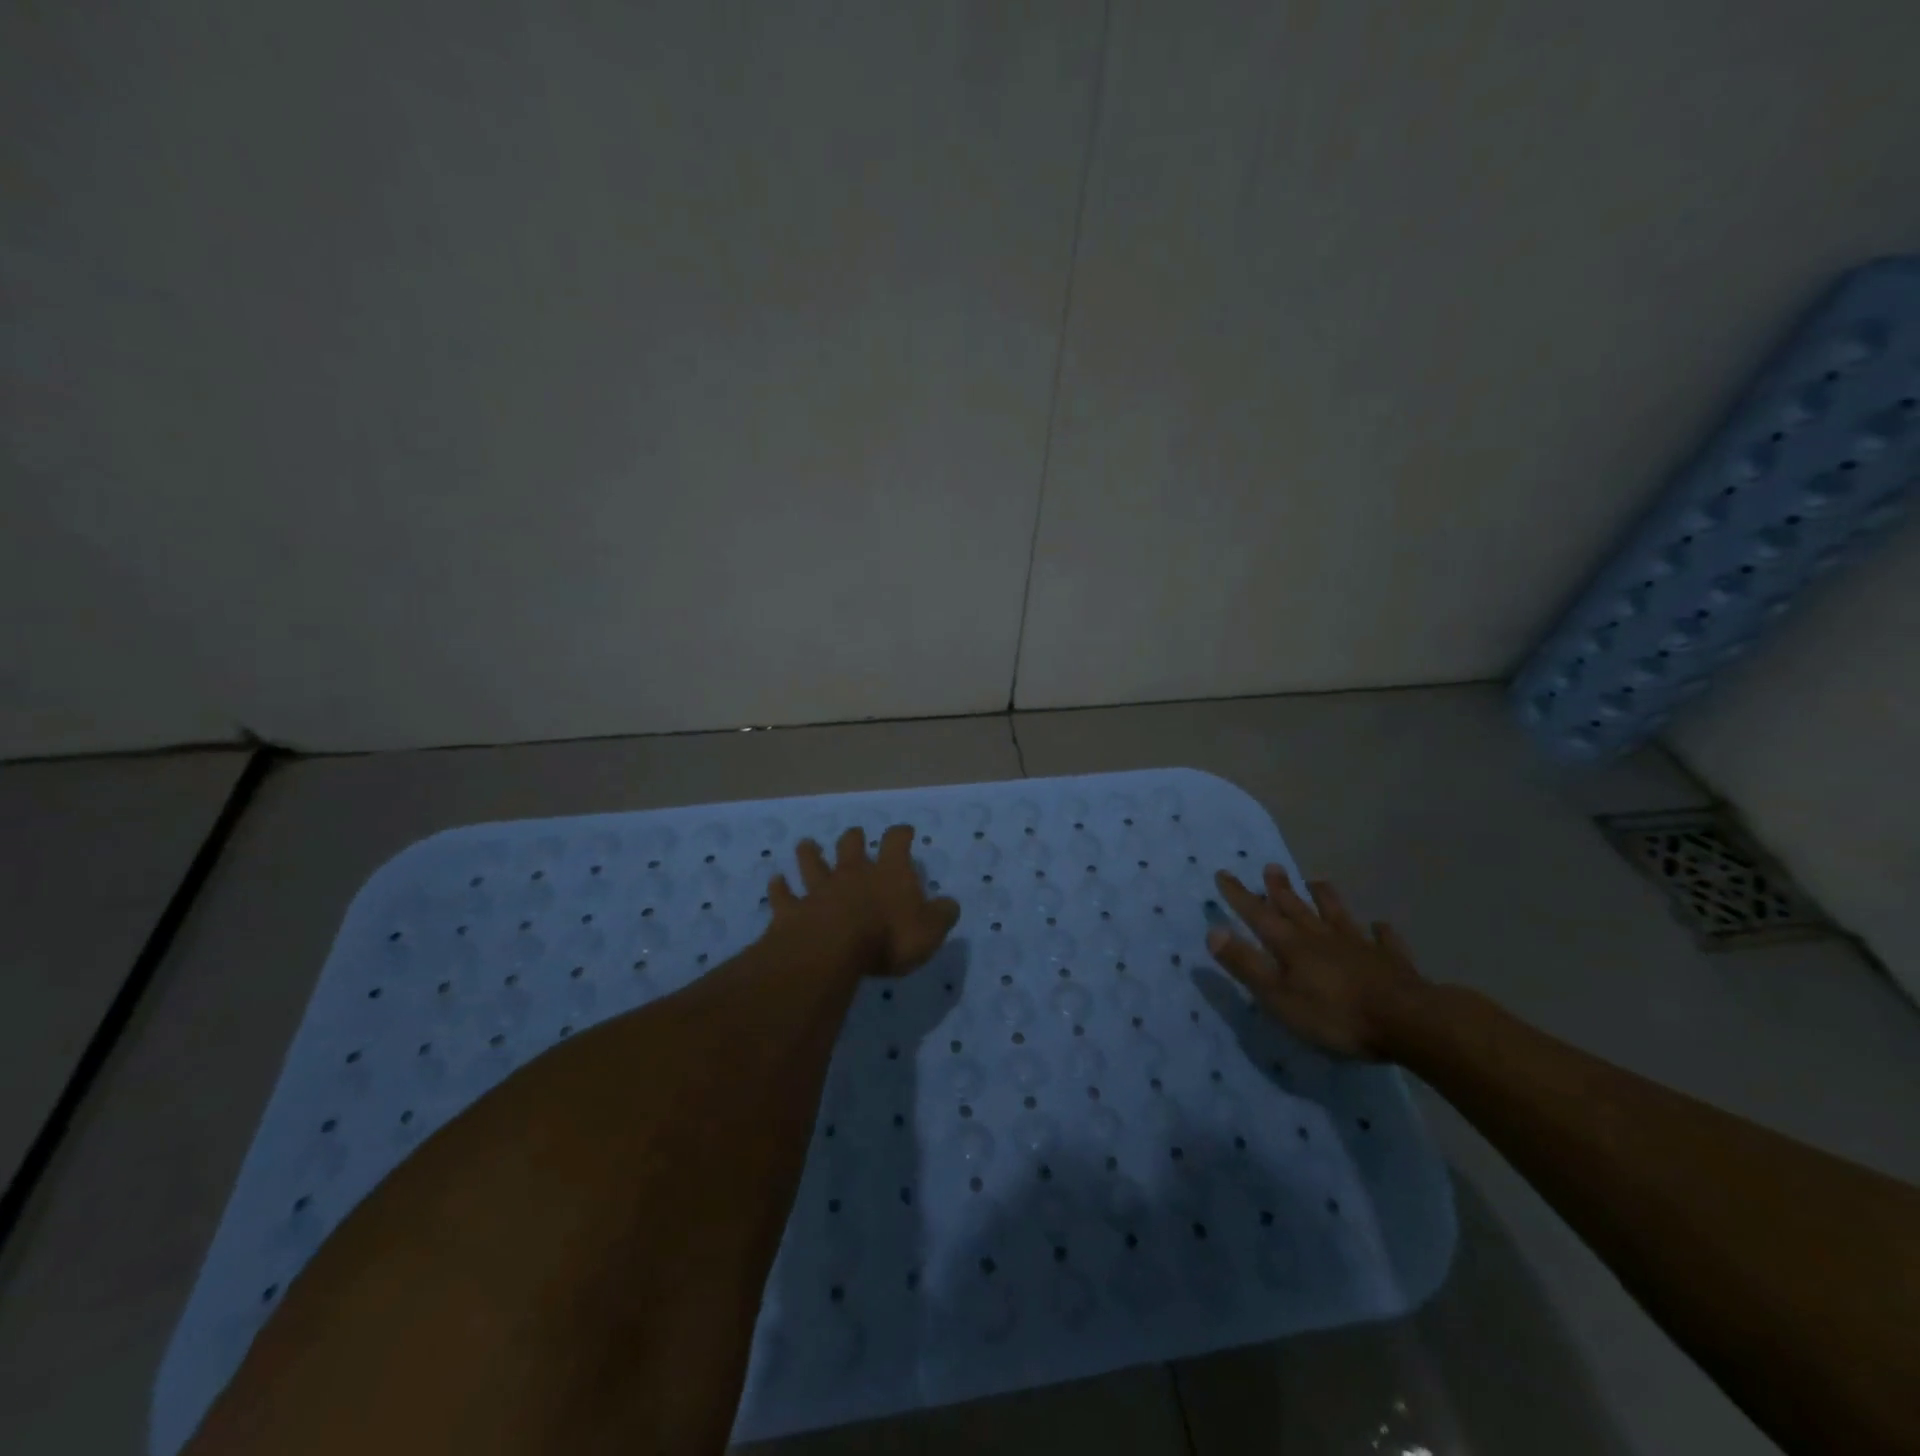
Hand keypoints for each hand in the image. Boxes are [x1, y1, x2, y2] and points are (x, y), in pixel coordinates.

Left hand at [768, 824, 959, 977]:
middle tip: (854, 834)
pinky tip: (775, 881)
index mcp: (888, 873)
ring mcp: (819, 890)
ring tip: (806, 844)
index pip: (897, 843)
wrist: (832, 950)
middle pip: (851, 847)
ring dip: (809, 854)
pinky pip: (784, 896)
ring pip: (812, 864)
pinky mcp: (792, 910)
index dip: (901, 834)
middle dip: (853, 839)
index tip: (904, 831)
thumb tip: (950, 904)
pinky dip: (779, 889)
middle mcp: (853, 873)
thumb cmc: (889, 938)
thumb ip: (941, 915)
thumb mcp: (930, 931)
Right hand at [1207, 867, 1426, 1059]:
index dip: (1239, 895)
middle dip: (1280, 888)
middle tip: (1271, 866)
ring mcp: (1359, 945)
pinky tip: (1380, 926)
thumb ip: (1246, 964)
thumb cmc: (1334, 1014)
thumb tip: (1213, 930)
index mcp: (1291, 944)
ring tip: (1317, 881)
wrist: (1408, 1021)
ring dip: (1325, 898)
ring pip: (1337, 914)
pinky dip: (1380, 932)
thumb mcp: (1278, 996)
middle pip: (1296, 907)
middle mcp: (1321, 936)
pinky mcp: (1391, 961)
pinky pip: (1383, 940)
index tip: (1224, 873)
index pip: (1258, 914)